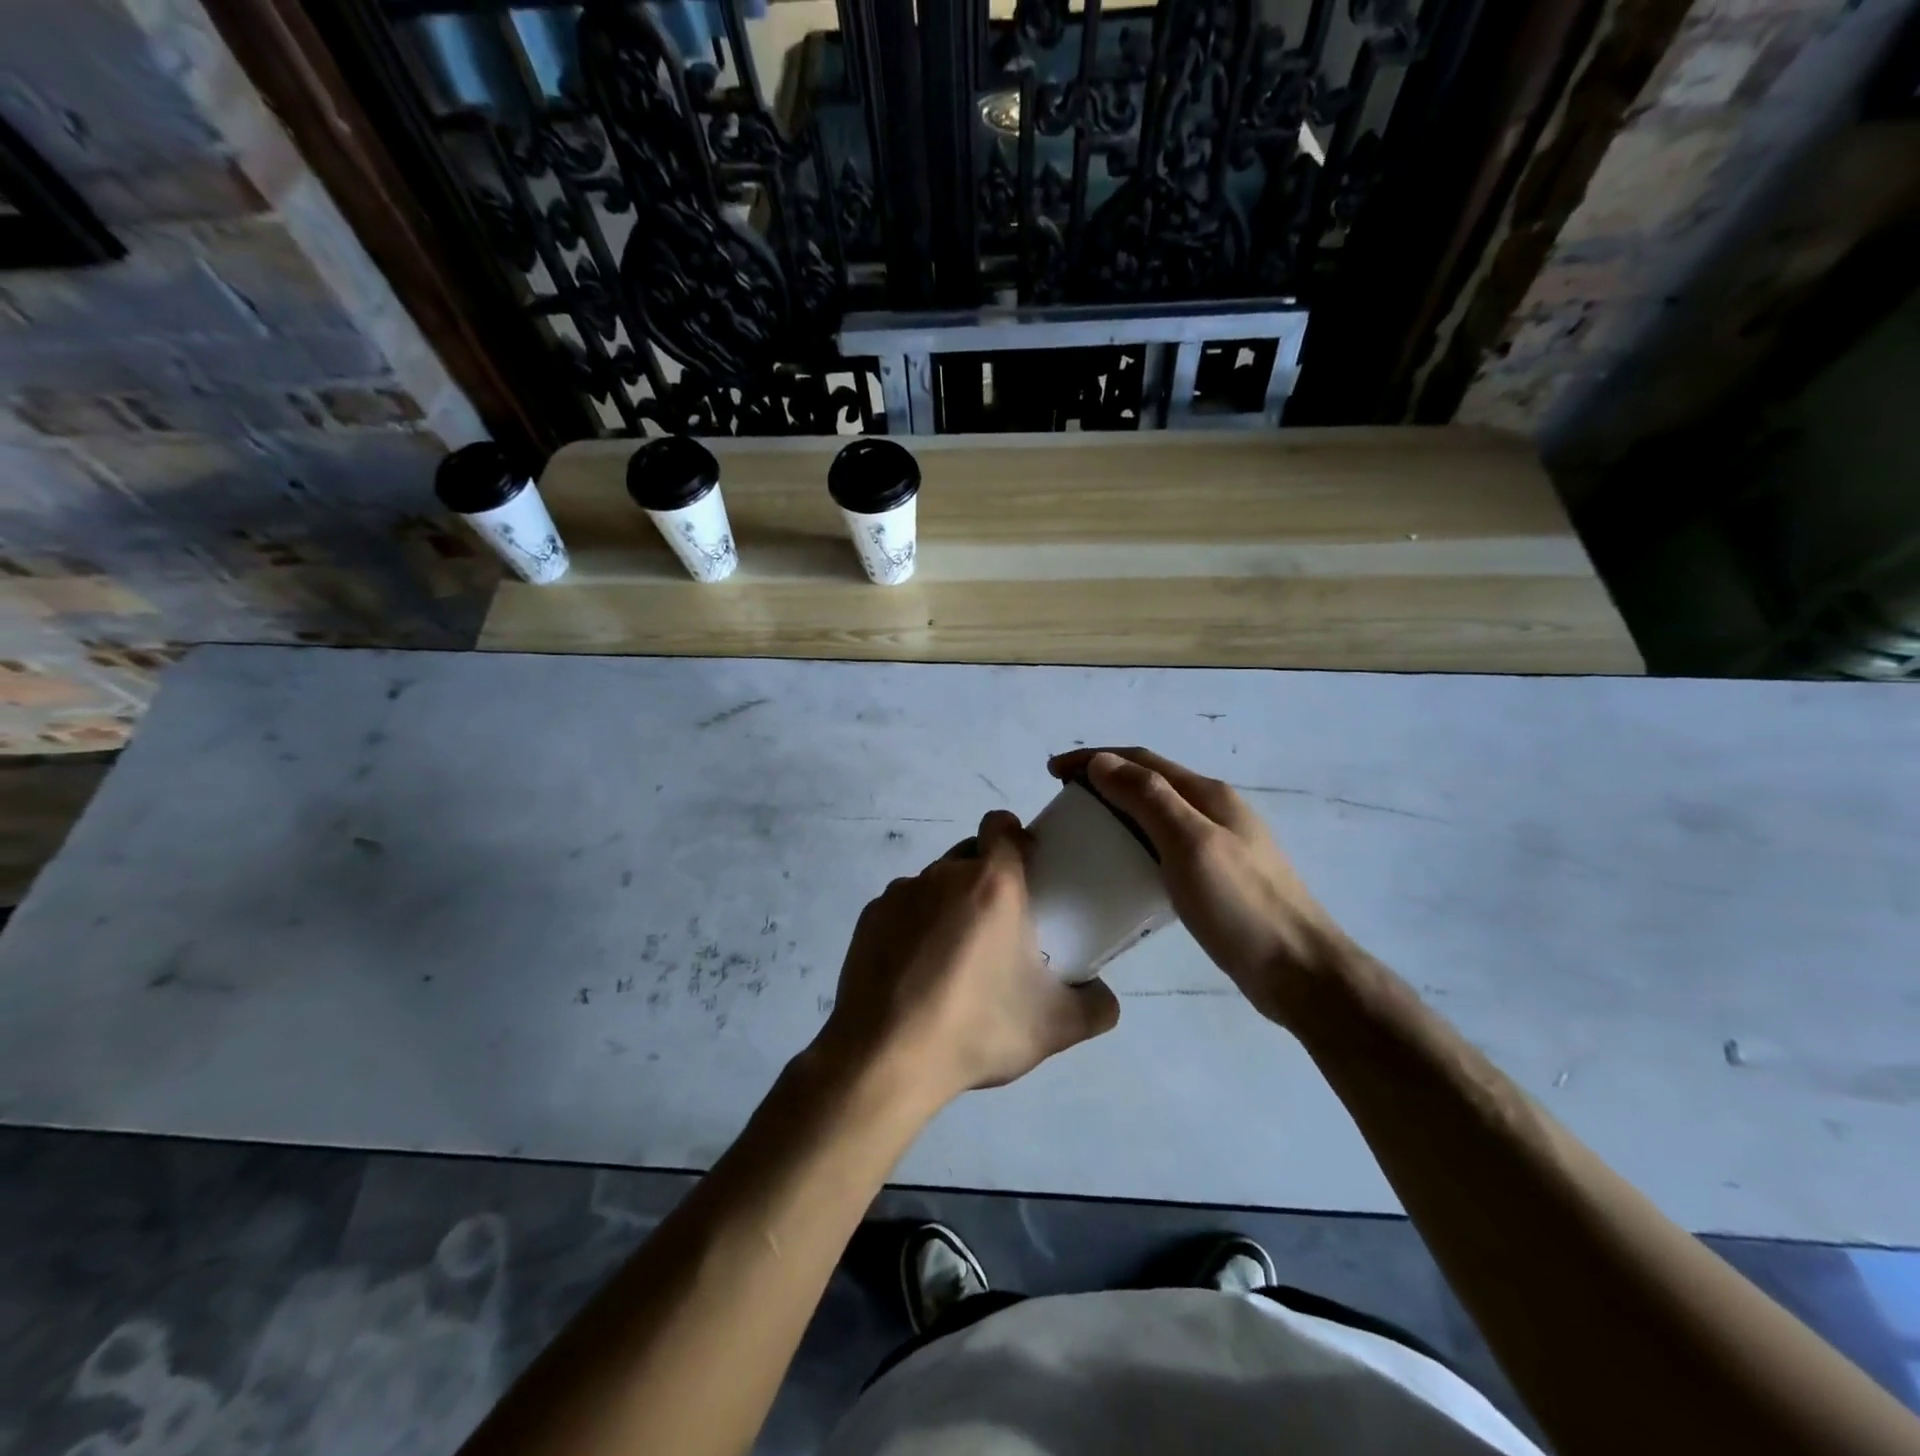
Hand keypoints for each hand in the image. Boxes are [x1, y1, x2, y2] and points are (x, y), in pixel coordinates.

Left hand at [812, 810, 1119, 1114]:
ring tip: (953, 958)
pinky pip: (902, 908)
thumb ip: (1096, 1006)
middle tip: (998, 926)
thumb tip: (1105, 997)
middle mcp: (943, 874)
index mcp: (992, 883)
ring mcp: (899, 893)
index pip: (1001, 825)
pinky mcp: (869, 918)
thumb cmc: (977, 1028)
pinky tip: (916, 972)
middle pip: (969, 855)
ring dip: (949, 903)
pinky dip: (914, 926)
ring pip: (934, 883)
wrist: (886, 1057)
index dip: (1015, 837)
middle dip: (986, 877)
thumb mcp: (1054, 1027)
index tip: (1026, 868)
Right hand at [1048, 748, 1355, 1026]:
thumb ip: (1148, 798)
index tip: (1052, 771)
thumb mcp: (1190, 844)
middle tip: (1063, 801)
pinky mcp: (1216, 877)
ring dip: (1117, 810)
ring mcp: (1219, 845)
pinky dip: (1134, 842)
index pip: (1141, 760)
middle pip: (1149, 782)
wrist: (1300, 972)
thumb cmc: (1241, 905)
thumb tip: (1102, 761)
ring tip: (1084, 829)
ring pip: (1156, 814)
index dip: (1094, 759)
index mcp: (1208, 795)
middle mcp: (1214, 810)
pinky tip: (1121, 866)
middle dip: (1103, 781)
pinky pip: (1164, 846)